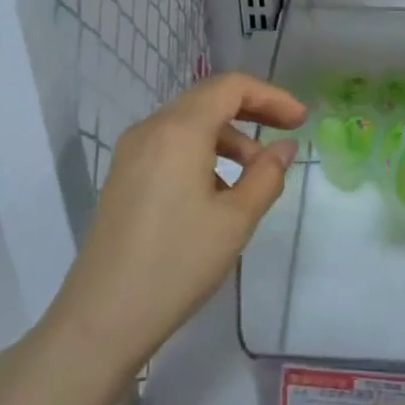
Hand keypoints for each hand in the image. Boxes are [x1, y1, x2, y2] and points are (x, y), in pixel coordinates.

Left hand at [46, 72, 305, 380]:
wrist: (103, 317)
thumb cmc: (178, 263)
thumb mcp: (236, 219)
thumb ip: (267, 175)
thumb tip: (285, 147)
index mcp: (179, 131)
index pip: (231, 87)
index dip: (272, 96)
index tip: (301, 120)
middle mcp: (151, 129)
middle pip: (209, 98)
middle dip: (253, 110)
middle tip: (288, 132)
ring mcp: (132, 152)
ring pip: (190, 123)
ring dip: (230, 136)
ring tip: (257, 174)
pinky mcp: (125, 175)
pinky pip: (172, 145)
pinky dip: (205, 152)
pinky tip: (220, 189)